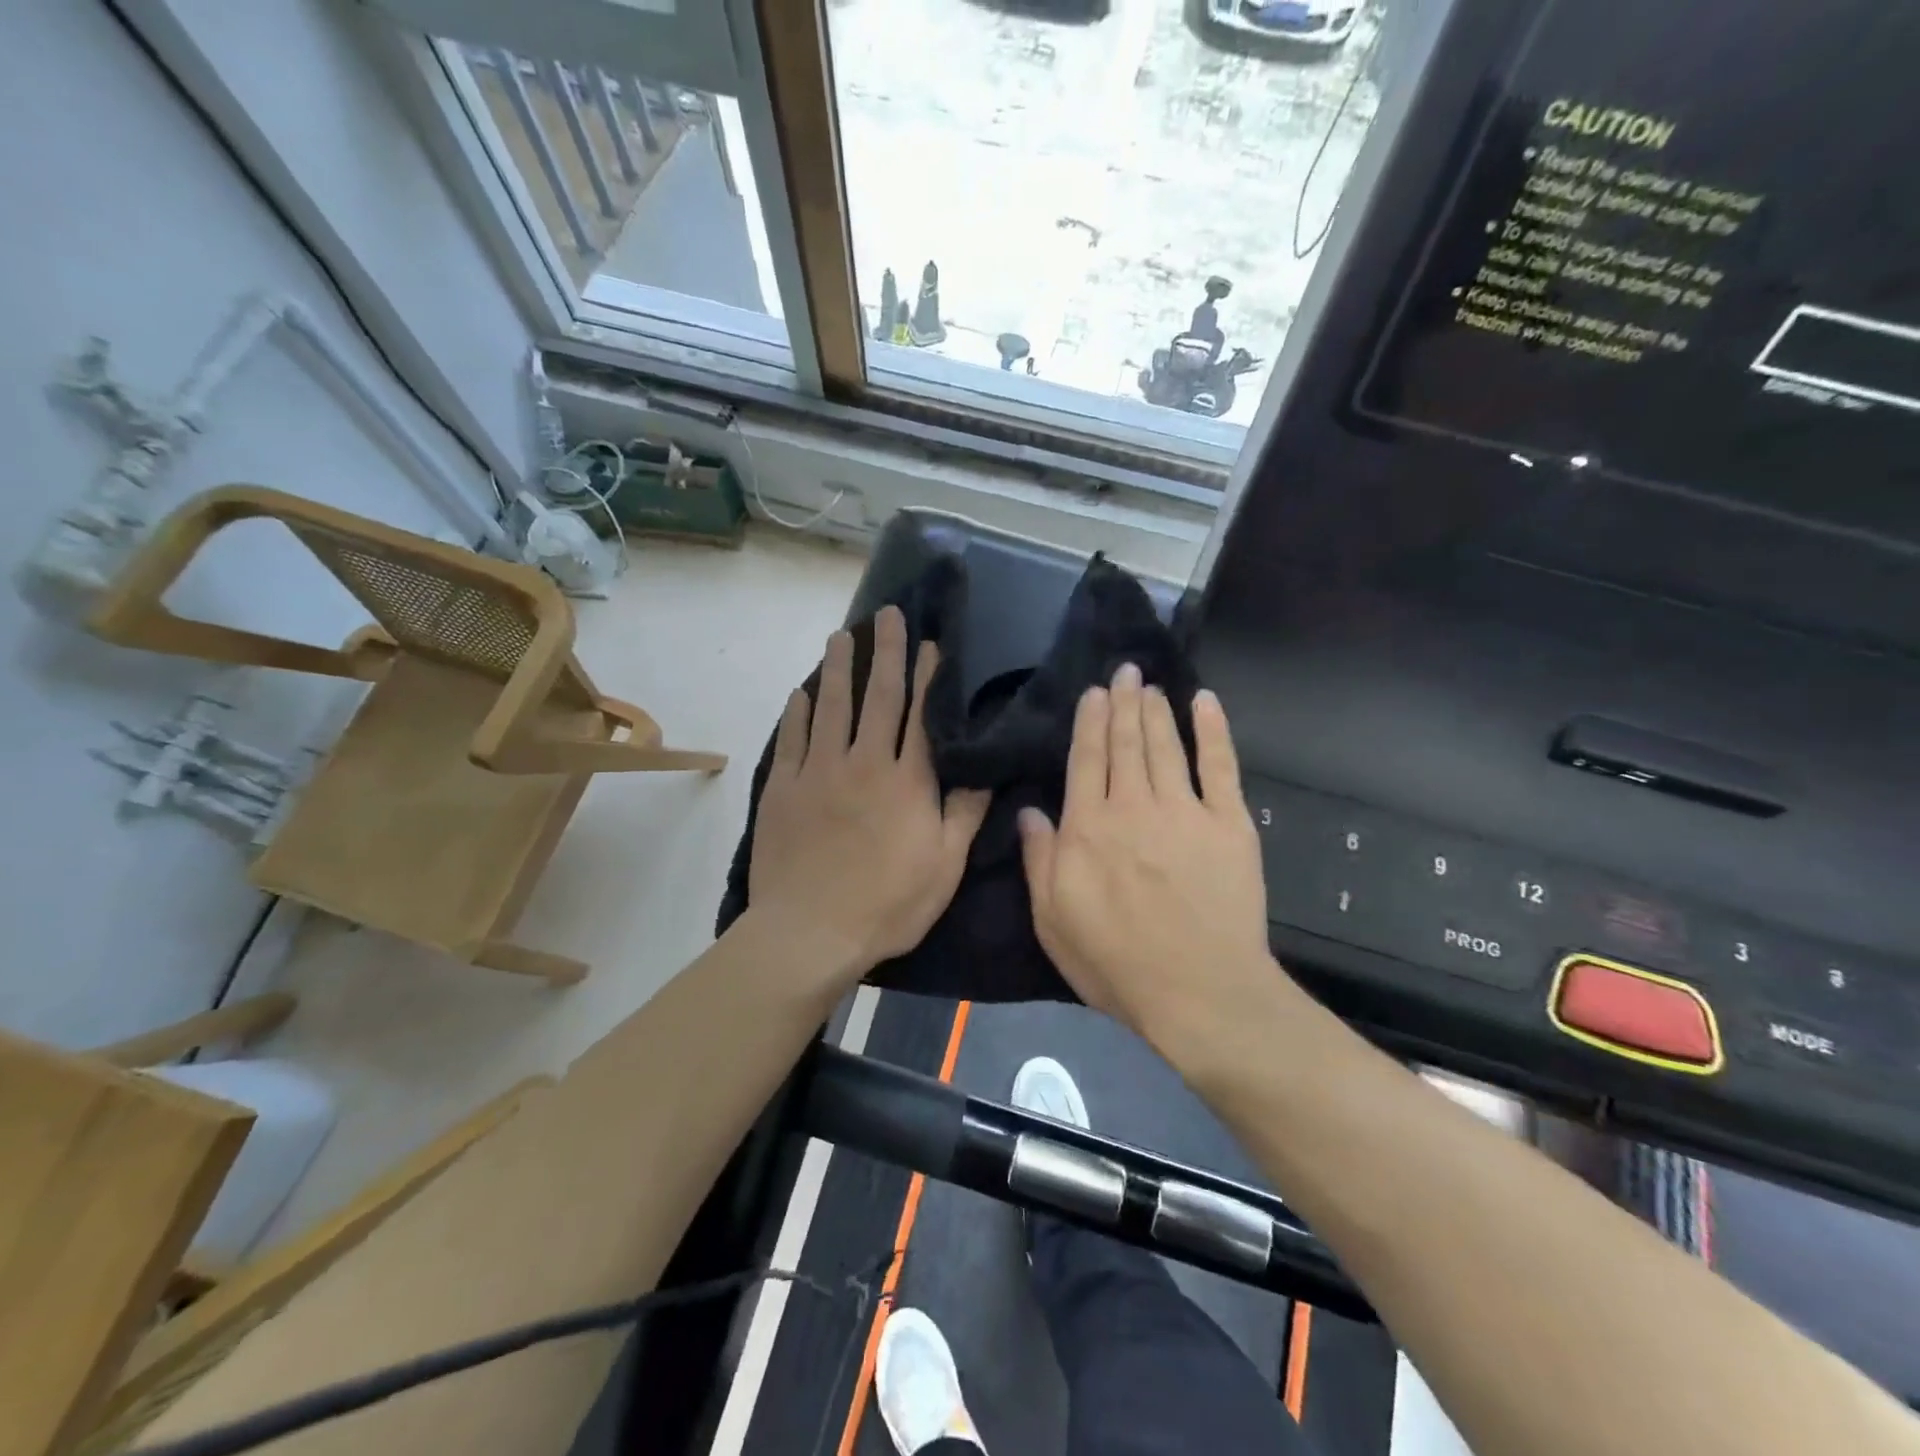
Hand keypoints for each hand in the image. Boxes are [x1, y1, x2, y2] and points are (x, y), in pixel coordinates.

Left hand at [748, 606, 989, 984]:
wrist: (810, 932)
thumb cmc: (887, 904)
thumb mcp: (944, 866)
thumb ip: (965, 813)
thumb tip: (984, 769)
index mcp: (907, 781)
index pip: (921, 715)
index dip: (927, 676)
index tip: (929, 642)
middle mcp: (863, 763)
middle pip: (877, 697)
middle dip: (885, 653)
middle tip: (886, 614)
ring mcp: (818, 772)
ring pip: (831, 707)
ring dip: (838, 668)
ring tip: (841, 636)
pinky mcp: (783, 788)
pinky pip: (791, 739)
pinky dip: (798, 712)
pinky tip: (801, 692)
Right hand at [1017, 663, 1278, 1052]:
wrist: (1200, 992)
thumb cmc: (1117, 963)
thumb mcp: (1053, 921)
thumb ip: (1040, 861)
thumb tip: (1029, 811)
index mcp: (1088, 828)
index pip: (1086, 760)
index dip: (1089, 722)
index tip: (1093, 692)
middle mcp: (1133, 806)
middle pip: (1125, 743)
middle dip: (1122, 703)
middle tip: (1124, 671)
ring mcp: (1185, 811)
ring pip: (1165, 745)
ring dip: (1155, 710)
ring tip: (1149, 683)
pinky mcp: (1229, 823)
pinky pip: (1221, 765)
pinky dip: (1213, 730)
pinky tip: (1204, 702)